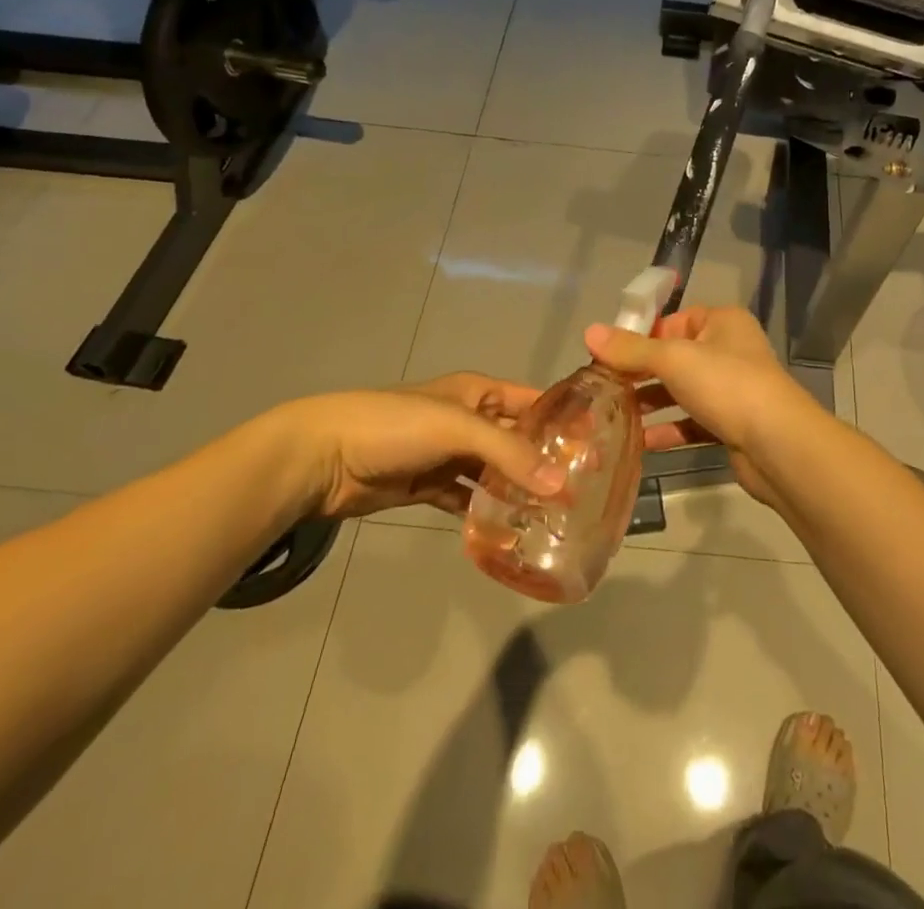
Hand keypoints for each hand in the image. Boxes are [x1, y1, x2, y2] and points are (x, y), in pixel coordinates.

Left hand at [274, 374, 564, 518]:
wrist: (323, 457)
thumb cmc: (395, 425)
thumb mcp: (457, 428)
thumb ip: (508, 453)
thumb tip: (560, 484)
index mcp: (480, 392)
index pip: (534, 401)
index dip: (564, 420)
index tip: (600, 447)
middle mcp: (470, 420)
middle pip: (517, 440)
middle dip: (545, 462)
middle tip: (582, 492)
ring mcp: (449, 455)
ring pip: (494, 473)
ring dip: (517, 491)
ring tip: (554, 516)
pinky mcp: (429, 486)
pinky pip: (467, 498)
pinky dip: (485, 511)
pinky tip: (509, 530)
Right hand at [585, 306, 831, 508]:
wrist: (778, 445)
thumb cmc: (727, 385)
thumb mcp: (673, 359)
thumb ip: (631, 349)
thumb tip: (589, 332)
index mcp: (722, 322)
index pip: (674, 320)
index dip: (642, 336)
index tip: (608, 356)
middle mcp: (729, 350)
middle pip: (675, 357)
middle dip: (641, 373)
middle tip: (603, 389)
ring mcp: (732, 389)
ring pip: (682, 391)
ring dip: (651, 403)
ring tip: (613, 416)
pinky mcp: (732, 424)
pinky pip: (692, 422)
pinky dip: (669, 429)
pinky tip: (641, 443)